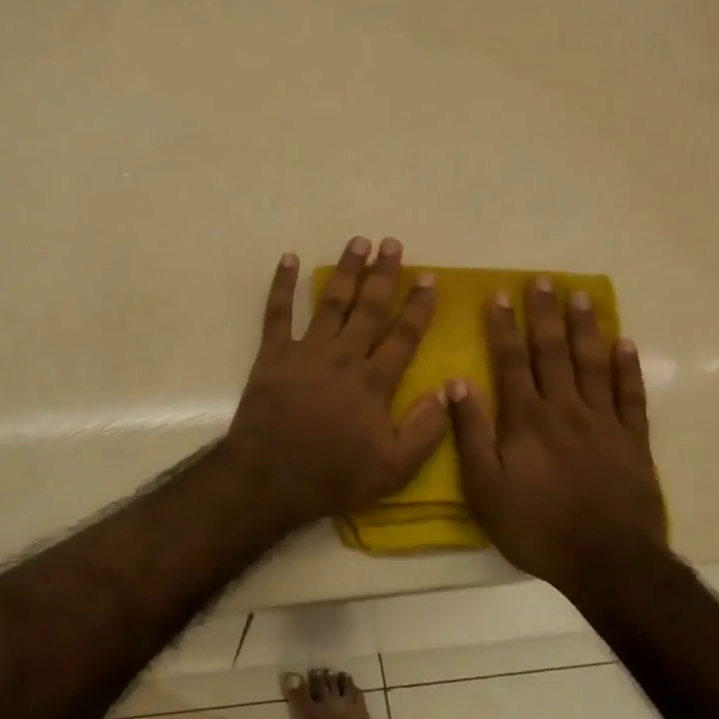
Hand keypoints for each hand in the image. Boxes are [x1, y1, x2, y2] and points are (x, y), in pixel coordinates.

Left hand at [225, 236, 446, 527]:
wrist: (271, 476)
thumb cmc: (334, 475)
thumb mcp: (394, 468)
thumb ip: (425, 429)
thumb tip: (447, 390)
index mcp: (374, 381)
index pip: (404, 335)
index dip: (418, 305)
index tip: (429, 277)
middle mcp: (343, 357)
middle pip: (369, 308)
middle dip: (383, 274)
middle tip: (392, 244)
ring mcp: (306, 351)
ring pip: (331, 302)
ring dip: (345, 271)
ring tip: (358, 242)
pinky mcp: (273, 355)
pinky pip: (277, 313)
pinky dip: (282, 284)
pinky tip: (289, 258)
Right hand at [447, 279, 668, 593]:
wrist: (608, 562)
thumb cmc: (536, 527)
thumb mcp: (484, 487)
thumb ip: (470, 434)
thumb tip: (456, 384)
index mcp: (526, 420)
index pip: (510, 362)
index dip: (503, 327)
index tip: (499, 295)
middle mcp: (565, 410)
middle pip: (552, 353)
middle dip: (545, 315)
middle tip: (543, 280)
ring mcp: (603, 423)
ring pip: (592, 364)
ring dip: (585, 328)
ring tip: (580, 296)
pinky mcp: (633, 441)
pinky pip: (630, 396)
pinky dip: (627, 368)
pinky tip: (624, 343)